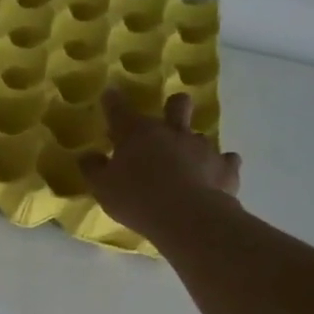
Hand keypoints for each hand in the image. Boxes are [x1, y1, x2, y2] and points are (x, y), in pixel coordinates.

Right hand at [80, 90, 241, 247]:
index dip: (113, 101)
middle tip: (166, 119)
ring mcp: (203, 147)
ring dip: (192, 145)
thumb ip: (93, 169)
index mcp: (137, 133)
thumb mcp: (102, 187)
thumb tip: (88, 156)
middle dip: (173, 106)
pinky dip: (219, 166)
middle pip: (177, 104)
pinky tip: (214, 175)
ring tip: (187, 163)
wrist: (188, 218)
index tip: (110, 95)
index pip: (119, 109)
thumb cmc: (136, 199)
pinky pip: (226, 160)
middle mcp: (172, 132)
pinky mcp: (226, 167)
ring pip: (200, 135)